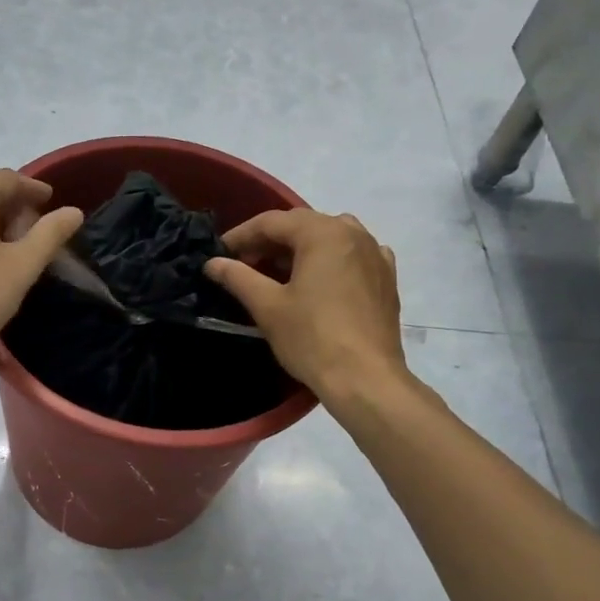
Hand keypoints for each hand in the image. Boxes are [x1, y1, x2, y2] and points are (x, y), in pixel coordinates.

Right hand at [205, 210, 410, 402]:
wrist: (365, 379)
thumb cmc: (312, 338)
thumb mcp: (267, 306)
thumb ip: (238, 277)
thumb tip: (212, 263)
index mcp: (323, 233)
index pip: (272, 222)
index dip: (241, 235)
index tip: (219, 254)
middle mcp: (353, 233)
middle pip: (302, 226)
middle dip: (269, 242)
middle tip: (243, 264)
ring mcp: (375, 254)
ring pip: (330, 238)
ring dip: (300, 249)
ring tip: (278, 272)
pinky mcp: (387, 278)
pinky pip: (353, 256)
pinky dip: (331, 260)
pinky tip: (321, 279)